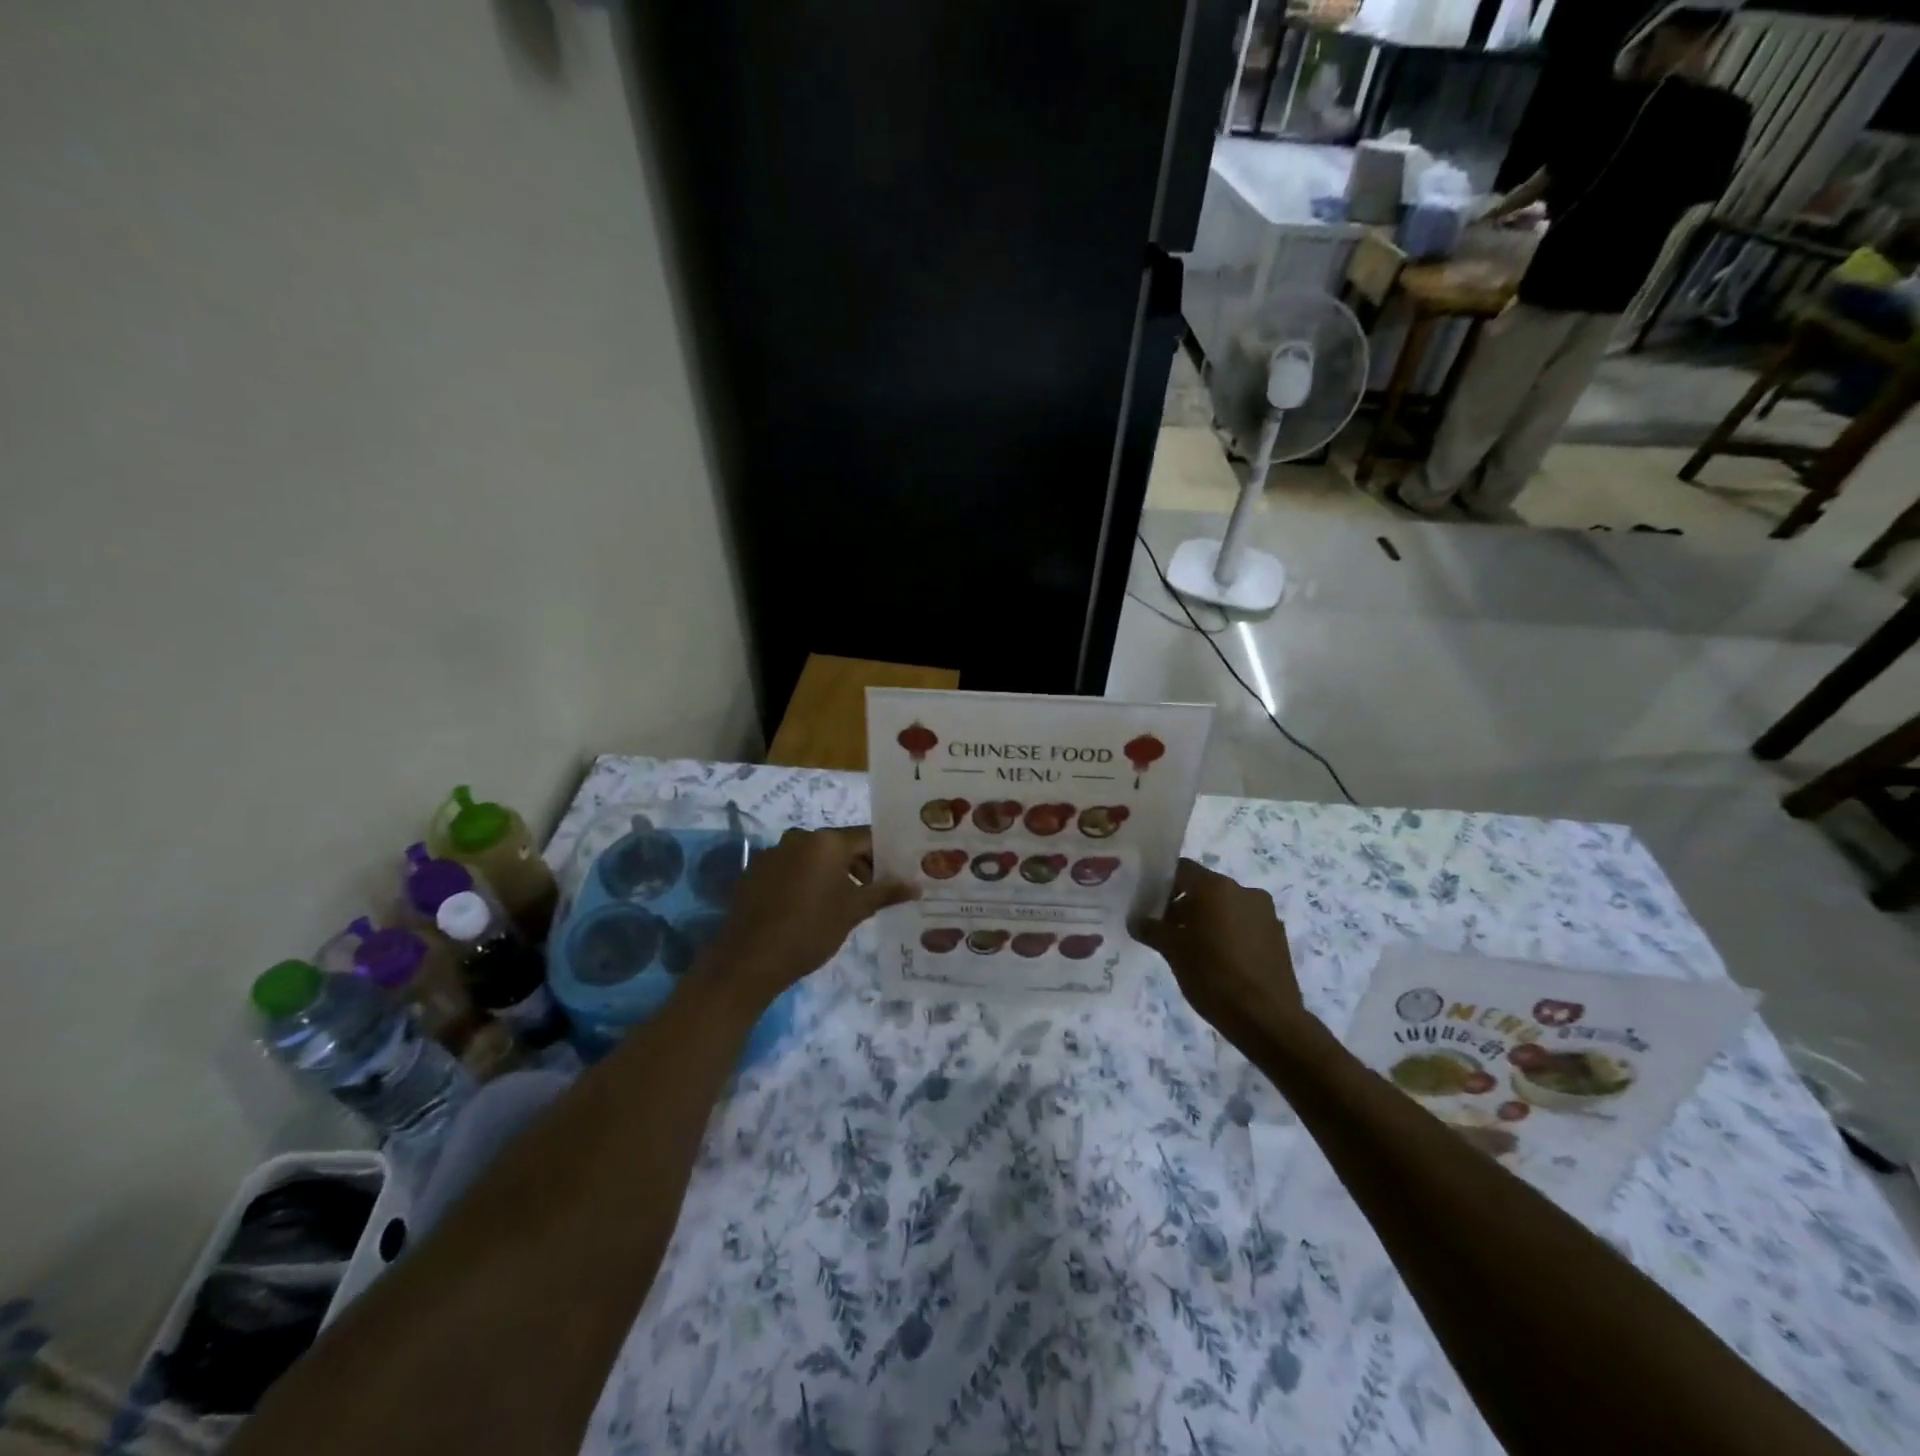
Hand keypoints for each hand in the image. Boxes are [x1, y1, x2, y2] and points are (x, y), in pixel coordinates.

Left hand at [705, 826, 914, 1003]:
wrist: (748, 959)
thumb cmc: (810, 930)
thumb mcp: (853, 912)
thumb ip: (885, 893)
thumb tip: (916, 885)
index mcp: (827, 841)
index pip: (867, 837)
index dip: (885, 854)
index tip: (897, 873)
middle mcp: (800, 837)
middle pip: (840, 845)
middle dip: (860, 865)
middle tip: (876, 892)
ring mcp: (774, 852)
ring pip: (814, 856)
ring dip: (833, 873)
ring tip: (844, 903)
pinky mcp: (755, 871)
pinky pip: (791, 868)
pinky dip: (806, 880)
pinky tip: (810, 907)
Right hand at [1135, 858, 1304, 1043]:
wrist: (1267, 1019)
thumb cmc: (1212, 976)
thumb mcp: (1172, 951)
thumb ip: (1151, 929)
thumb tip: (1136, 921)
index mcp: (1216, 887)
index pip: (1182, 870)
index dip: (1163, 884)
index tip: (1151, 905)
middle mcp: (1244, 891)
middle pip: (1205, 888)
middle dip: (1184, 905)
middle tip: (1167, 931)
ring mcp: (1265, 913)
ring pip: (1226, 907)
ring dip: (1208, 920)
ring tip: (1193, 949)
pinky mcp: (1278, 936)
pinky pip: (1245, 924)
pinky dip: (1229, 933)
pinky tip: (1220, 961)